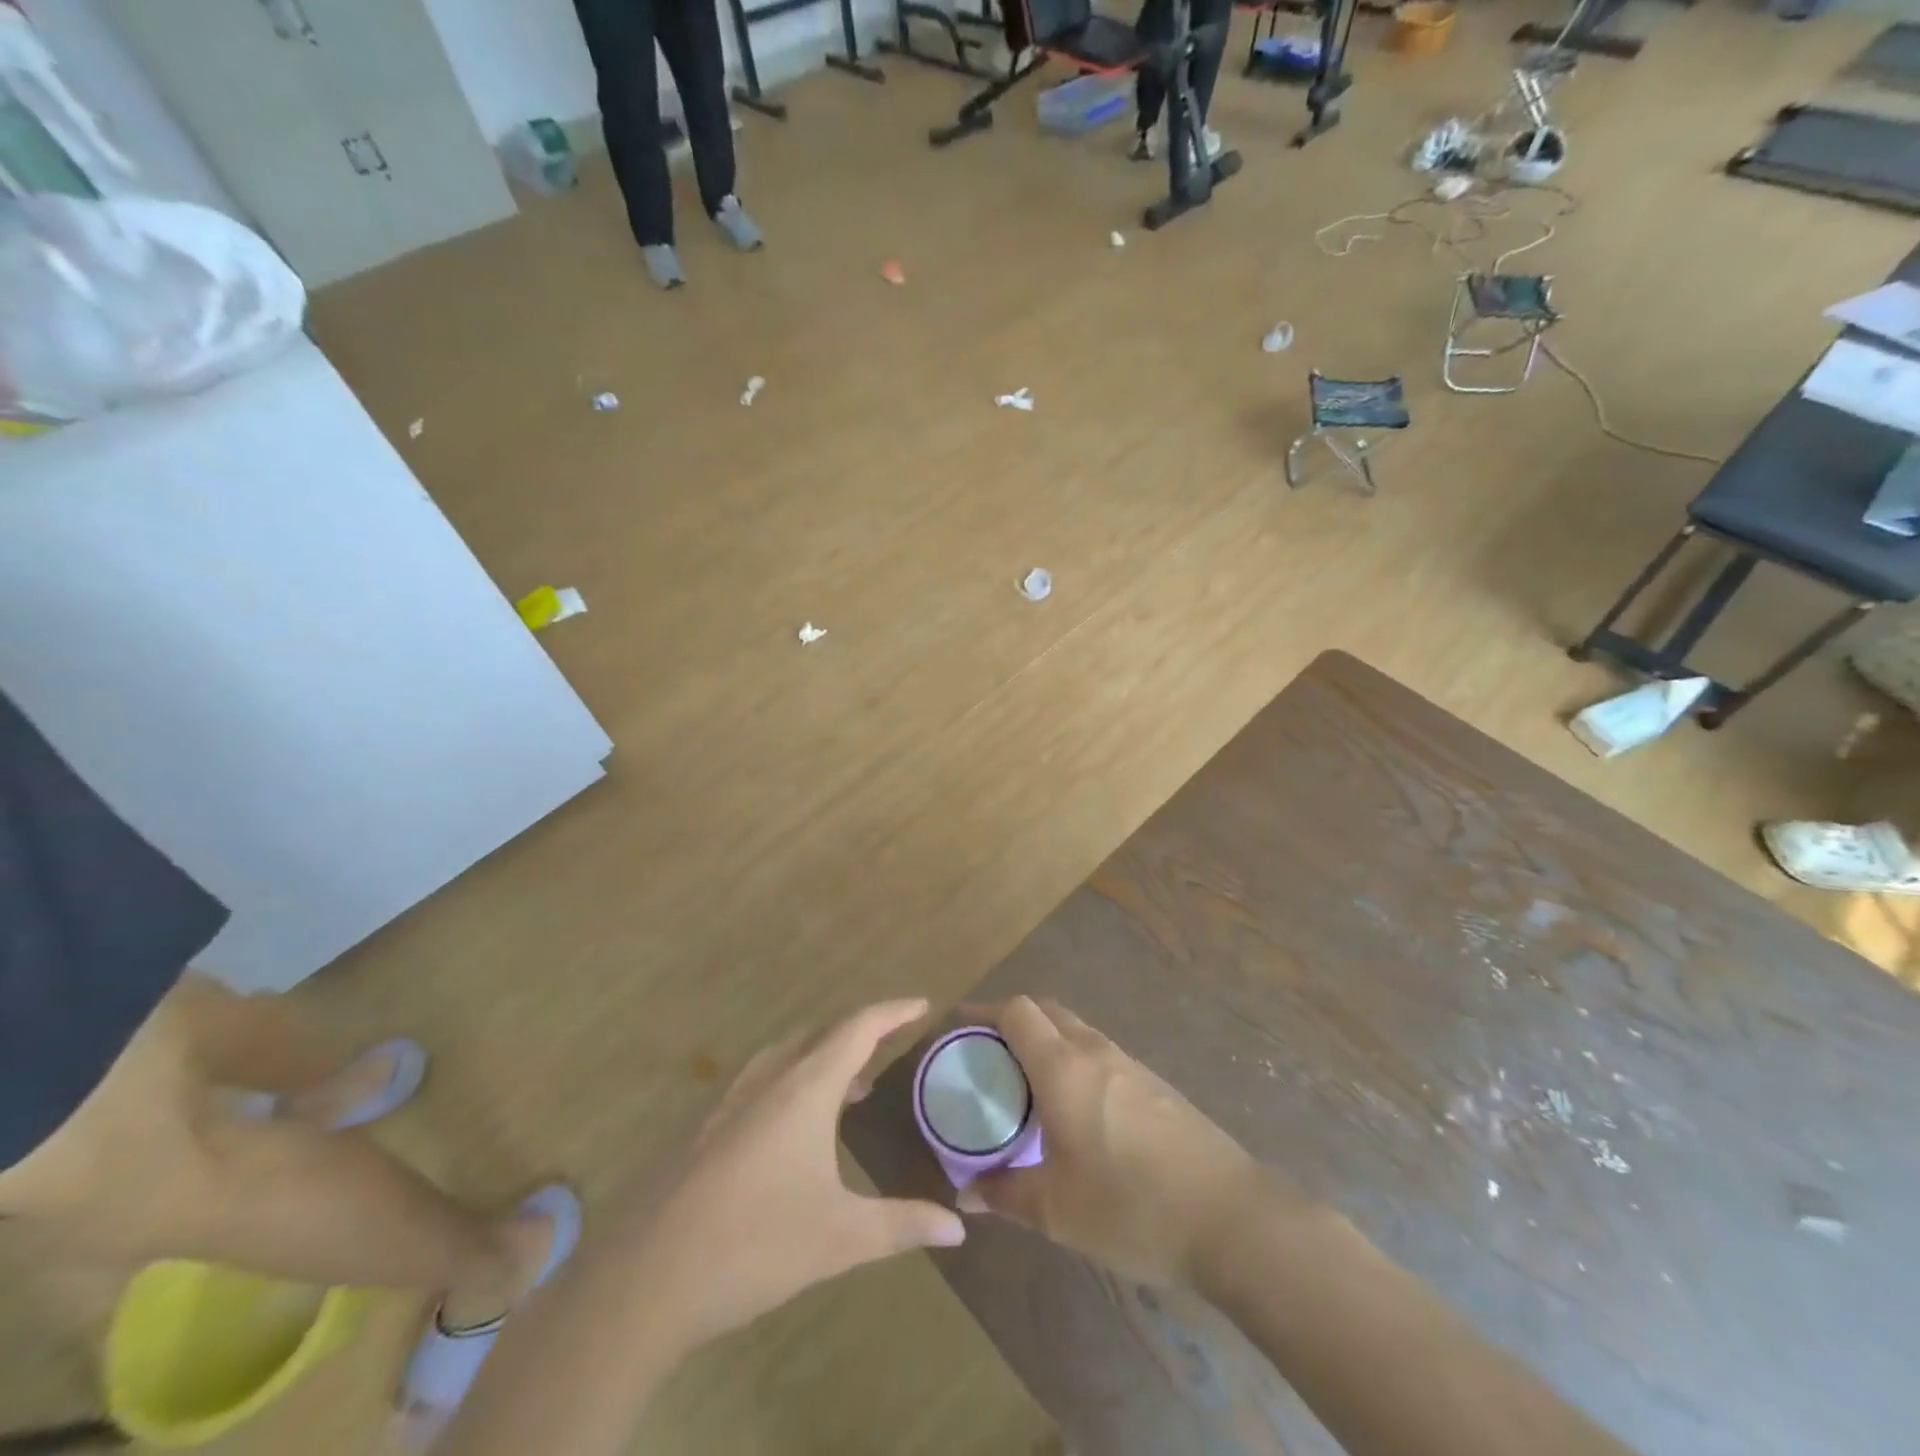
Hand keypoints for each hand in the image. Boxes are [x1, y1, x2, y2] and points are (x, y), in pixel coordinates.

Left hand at [630, 999, 964, 1347]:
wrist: (645, 1278)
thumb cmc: (754, 1245)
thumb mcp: (839, 1237)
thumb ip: (902, 1225)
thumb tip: (958, 1227)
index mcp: (805, 1088)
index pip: (859, 1028)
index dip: (893, 1012)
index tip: (922, 1004)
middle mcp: (768, 1079)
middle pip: (822, 1033)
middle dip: (861, 1032)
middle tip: (892, 1045)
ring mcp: (730, 1101)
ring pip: (788, 1055)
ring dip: (824, 1057)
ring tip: (852, 1086)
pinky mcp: (706, 1127)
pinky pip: (762, 1081)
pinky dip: (793, 1081)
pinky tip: (794, 1128)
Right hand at [957, 996, 1275, 1287]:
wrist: (1232, 1219)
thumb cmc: (1132, 1207)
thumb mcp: (1056, 1210)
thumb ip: (1004, 1194)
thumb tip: (966, 1193)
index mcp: (1063, 1067)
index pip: (1017, 1012)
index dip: (984, 1011)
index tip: (959, 1027)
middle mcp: (1096, 1051)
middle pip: (1047, 1011)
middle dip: (1013, 1021)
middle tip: (988, 1056)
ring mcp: (1131, 1065)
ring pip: (1077, 1031)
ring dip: (1047, 1042)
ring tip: (1026, 1085)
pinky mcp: (1156, 1085)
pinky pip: (1101, 1055)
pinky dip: (1075, 1062)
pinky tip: (1075, 1110)